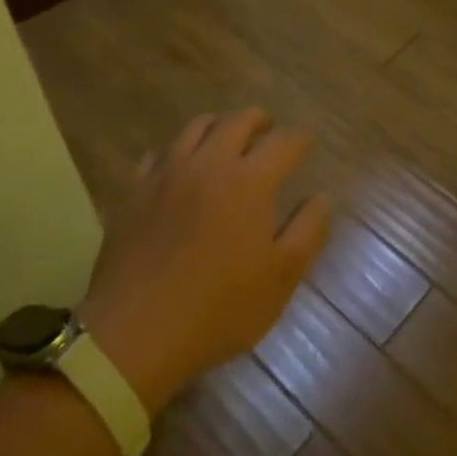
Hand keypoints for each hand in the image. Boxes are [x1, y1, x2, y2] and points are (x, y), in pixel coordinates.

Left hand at [77, 109, 331, 413]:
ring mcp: (167, 173)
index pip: (283, 143)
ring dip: (219, 126)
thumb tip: (322, 197)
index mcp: (250, 181)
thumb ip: (308, 230)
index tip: (308, 139)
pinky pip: (159, 154)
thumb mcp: (280, 278)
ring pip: (197, 127)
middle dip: (260, 121)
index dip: (300, 138)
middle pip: (238, 121)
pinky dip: (178, 153)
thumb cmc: (218, 309)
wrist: (134, 334)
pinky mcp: (135, 191)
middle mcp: (210, 163)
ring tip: (227, 140)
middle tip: (268, 131)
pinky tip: (180, 169)